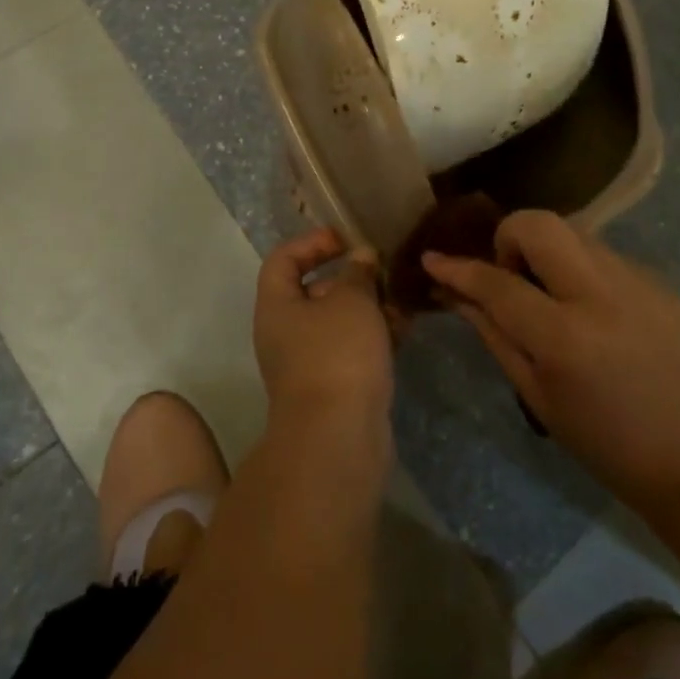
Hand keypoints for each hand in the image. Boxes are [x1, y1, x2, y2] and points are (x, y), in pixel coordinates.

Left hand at [255, 227, 394, 430]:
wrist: (338, 439)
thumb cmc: (337, 355)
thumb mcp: (351, 301)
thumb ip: (357, 273)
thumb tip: (361, 256)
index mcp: (276, 306)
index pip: (282, 260)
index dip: (311, 243)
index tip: (345, 239)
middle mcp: (284, 332)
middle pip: (312, 291)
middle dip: (349, 278)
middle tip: (380, 271)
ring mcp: (307, 363)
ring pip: (337, 323)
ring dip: (367, 308)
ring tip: (400, 301)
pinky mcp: (333, 387)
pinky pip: (351, 350)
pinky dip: (373, 337)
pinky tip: (403, 330)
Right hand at [423, 211, 679, 517]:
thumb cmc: (606, 444)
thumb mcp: (537, 396)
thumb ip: (494, 334)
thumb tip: (456, 293)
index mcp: (565, 336)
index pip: (496, 283)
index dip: (458, 268)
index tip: (432, 258)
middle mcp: (602, 295)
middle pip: (540, 224)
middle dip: (509, 236)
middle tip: (509, 275)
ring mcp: (638, 282)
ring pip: (573, 232)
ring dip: (547, 251)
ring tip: (549, 294)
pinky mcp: (660, 282)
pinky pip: (604, 254)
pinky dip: (581, 269)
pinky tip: (589, 309)